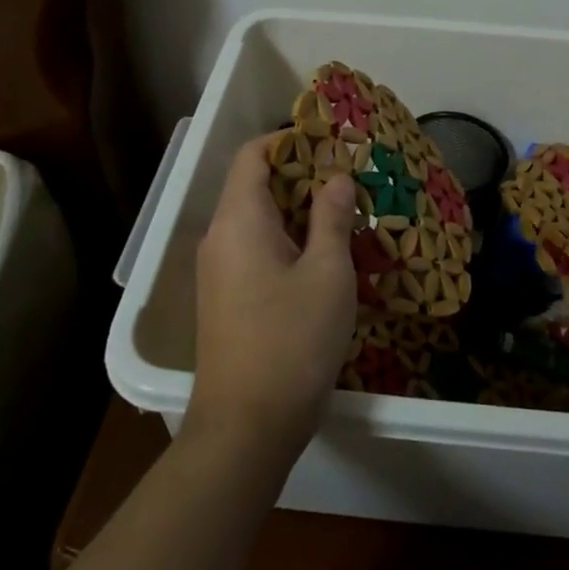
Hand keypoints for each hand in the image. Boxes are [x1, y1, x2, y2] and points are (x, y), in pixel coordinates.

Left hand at [187, 136, 357, 457]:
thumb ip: (332, 217)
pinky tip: (324, 258)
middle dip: (302, 177)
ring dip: (299, 211)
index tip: (330, 144)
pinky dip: (287, 240)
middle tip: (350, 182)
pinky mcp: (226, 298)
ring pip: (258, 220)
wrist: (246, 429)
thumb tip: (337, 178)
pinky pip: (255, 249)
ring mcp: (218, 270)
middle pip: (255, 185)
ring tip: (345, 217)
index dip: (288, 141)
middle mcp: (220, 237)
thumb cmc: (292, 340)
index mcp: (239, 220)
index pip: (253, 155)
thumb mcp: (327, 272)